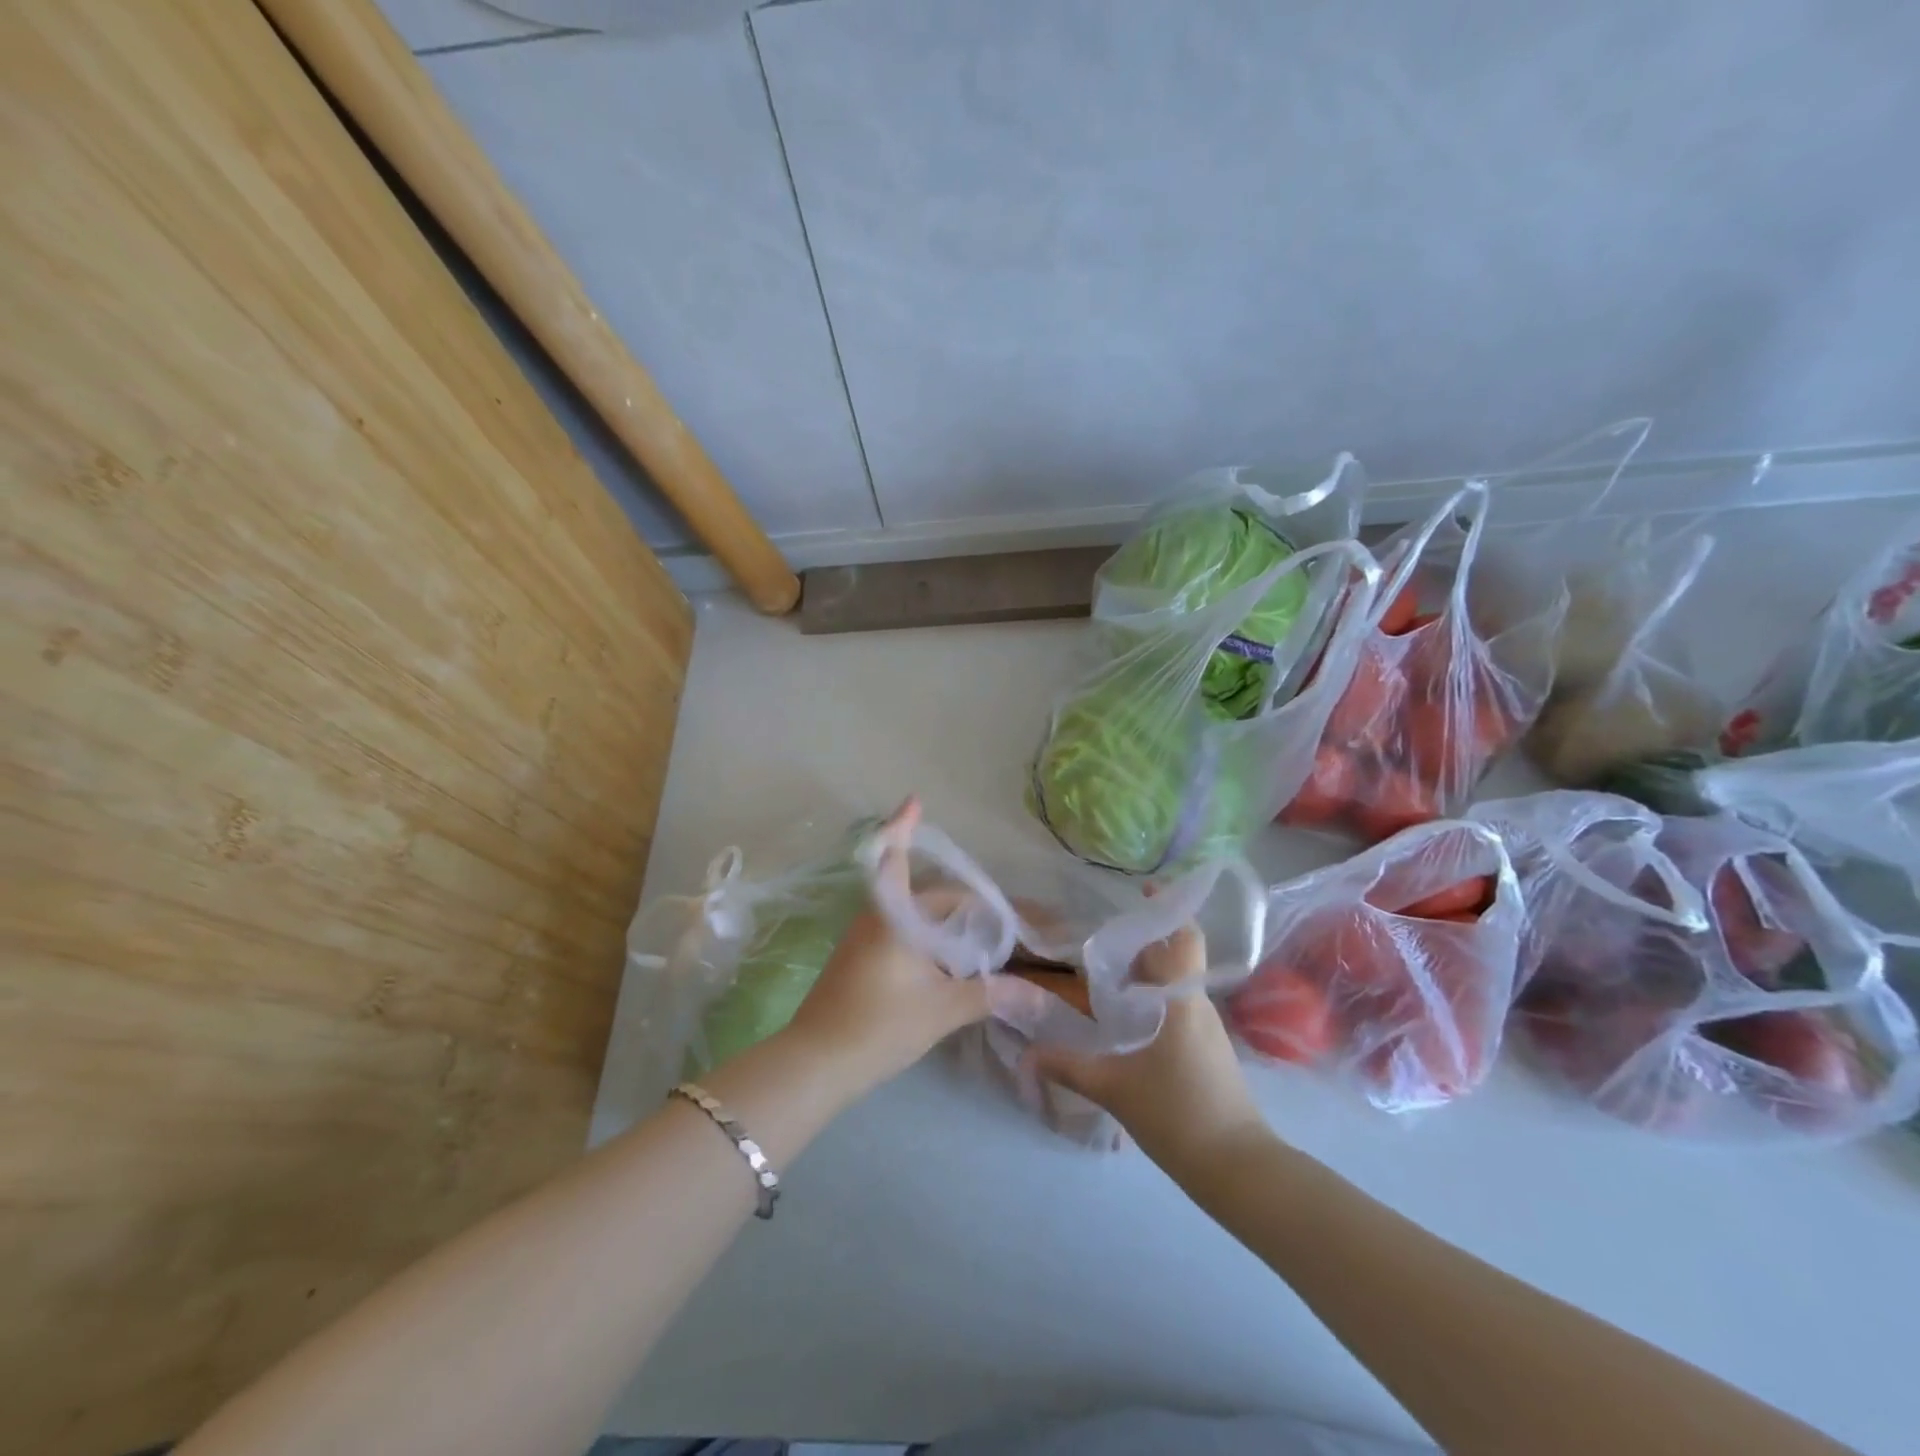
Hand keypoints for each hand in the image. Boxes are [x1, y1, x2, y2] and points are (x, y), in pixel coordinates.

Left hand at [785, 799, 991, 1088]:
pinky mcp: (856, 961)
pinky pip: (897, 933)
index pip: (900, 859)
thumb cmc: (880, 1024)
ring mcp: (861, 939)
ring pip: (908, 916)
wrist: (817, 1063)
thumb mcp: (942, 1009)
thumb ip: (990, 995)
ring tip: (977, 939)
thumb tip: (1040, 997)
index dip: (905, 827)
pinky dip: (924, 937)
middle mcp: (874, 918)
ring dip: (940, 920)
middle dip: (957, 901)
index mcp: (893, 916)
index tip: (914, 799)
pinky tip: (944, 961)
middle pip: (921, 894)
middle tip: (995, 919)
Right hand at [1026, 918, 1265, 1169]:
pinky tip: (1123, 1021)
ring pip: (1174, 986)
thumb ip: (1069, 1066)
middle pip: (1173, 958)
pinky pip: (1176, 1010)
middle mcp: (1198, 1005)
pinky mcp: (1207, 1053)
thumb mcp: (1115, 1089)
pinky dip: (1151, 1003)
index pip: (1185, 938)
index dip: (1168, 908)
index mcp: (1182, 1000)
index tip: (1142, 889)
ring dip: (1144, 975)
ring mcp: (1206, 1030)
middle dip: (1140, 944)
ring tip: (1102, 977)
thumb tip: (1026, 1054)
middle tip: (1098, 940)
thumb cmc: (1180, 1114)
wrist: (1240, 1170)